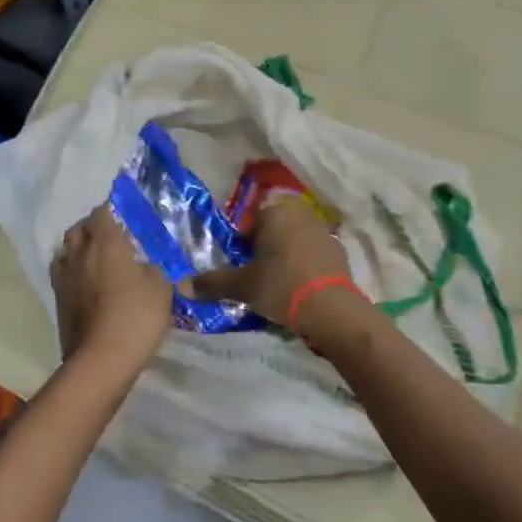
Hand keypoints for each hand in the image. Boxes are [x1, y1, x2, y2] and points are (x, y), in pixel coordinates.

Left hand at [51, 204, 172, 377]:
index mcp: (105, 241)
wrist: (101, 360)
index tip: (126, 215)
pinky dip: (74, 273)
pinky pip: (63, 275)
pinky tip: (88, 285)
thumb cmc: (135, 316)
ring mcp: (64, 278)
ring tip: (97, 259)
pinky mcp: (58, 301)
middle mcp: (79, 253)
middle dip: (92, 228)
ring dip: (79, 250)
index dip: (113, 209)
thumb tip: (147, 265)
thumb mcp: (161, 287)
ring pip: (66, 251)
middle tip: (112, 237)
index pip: (103, 211)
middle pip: (79, 229)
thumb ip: (155, 268)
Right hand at [193, 195, 353, 329]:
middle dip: (265, 248)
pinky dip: (306, 267)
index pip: (251, 221)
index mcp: (275, 213)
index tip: (242, 265)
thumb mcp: (242, 286)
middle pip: (275, 229)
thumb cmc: (281, 286)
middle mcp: (300, 215)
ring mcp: (324, 232)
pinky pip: (314, 256)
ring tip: (279, 284)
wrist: (332, 309)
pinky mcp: (340, 252)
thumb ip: (213, 283)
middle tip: (257, 275)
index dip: (243, 243)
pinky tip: (301, 289)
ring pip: (295, 241)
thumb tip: (182, 285)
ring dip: (286, 256)